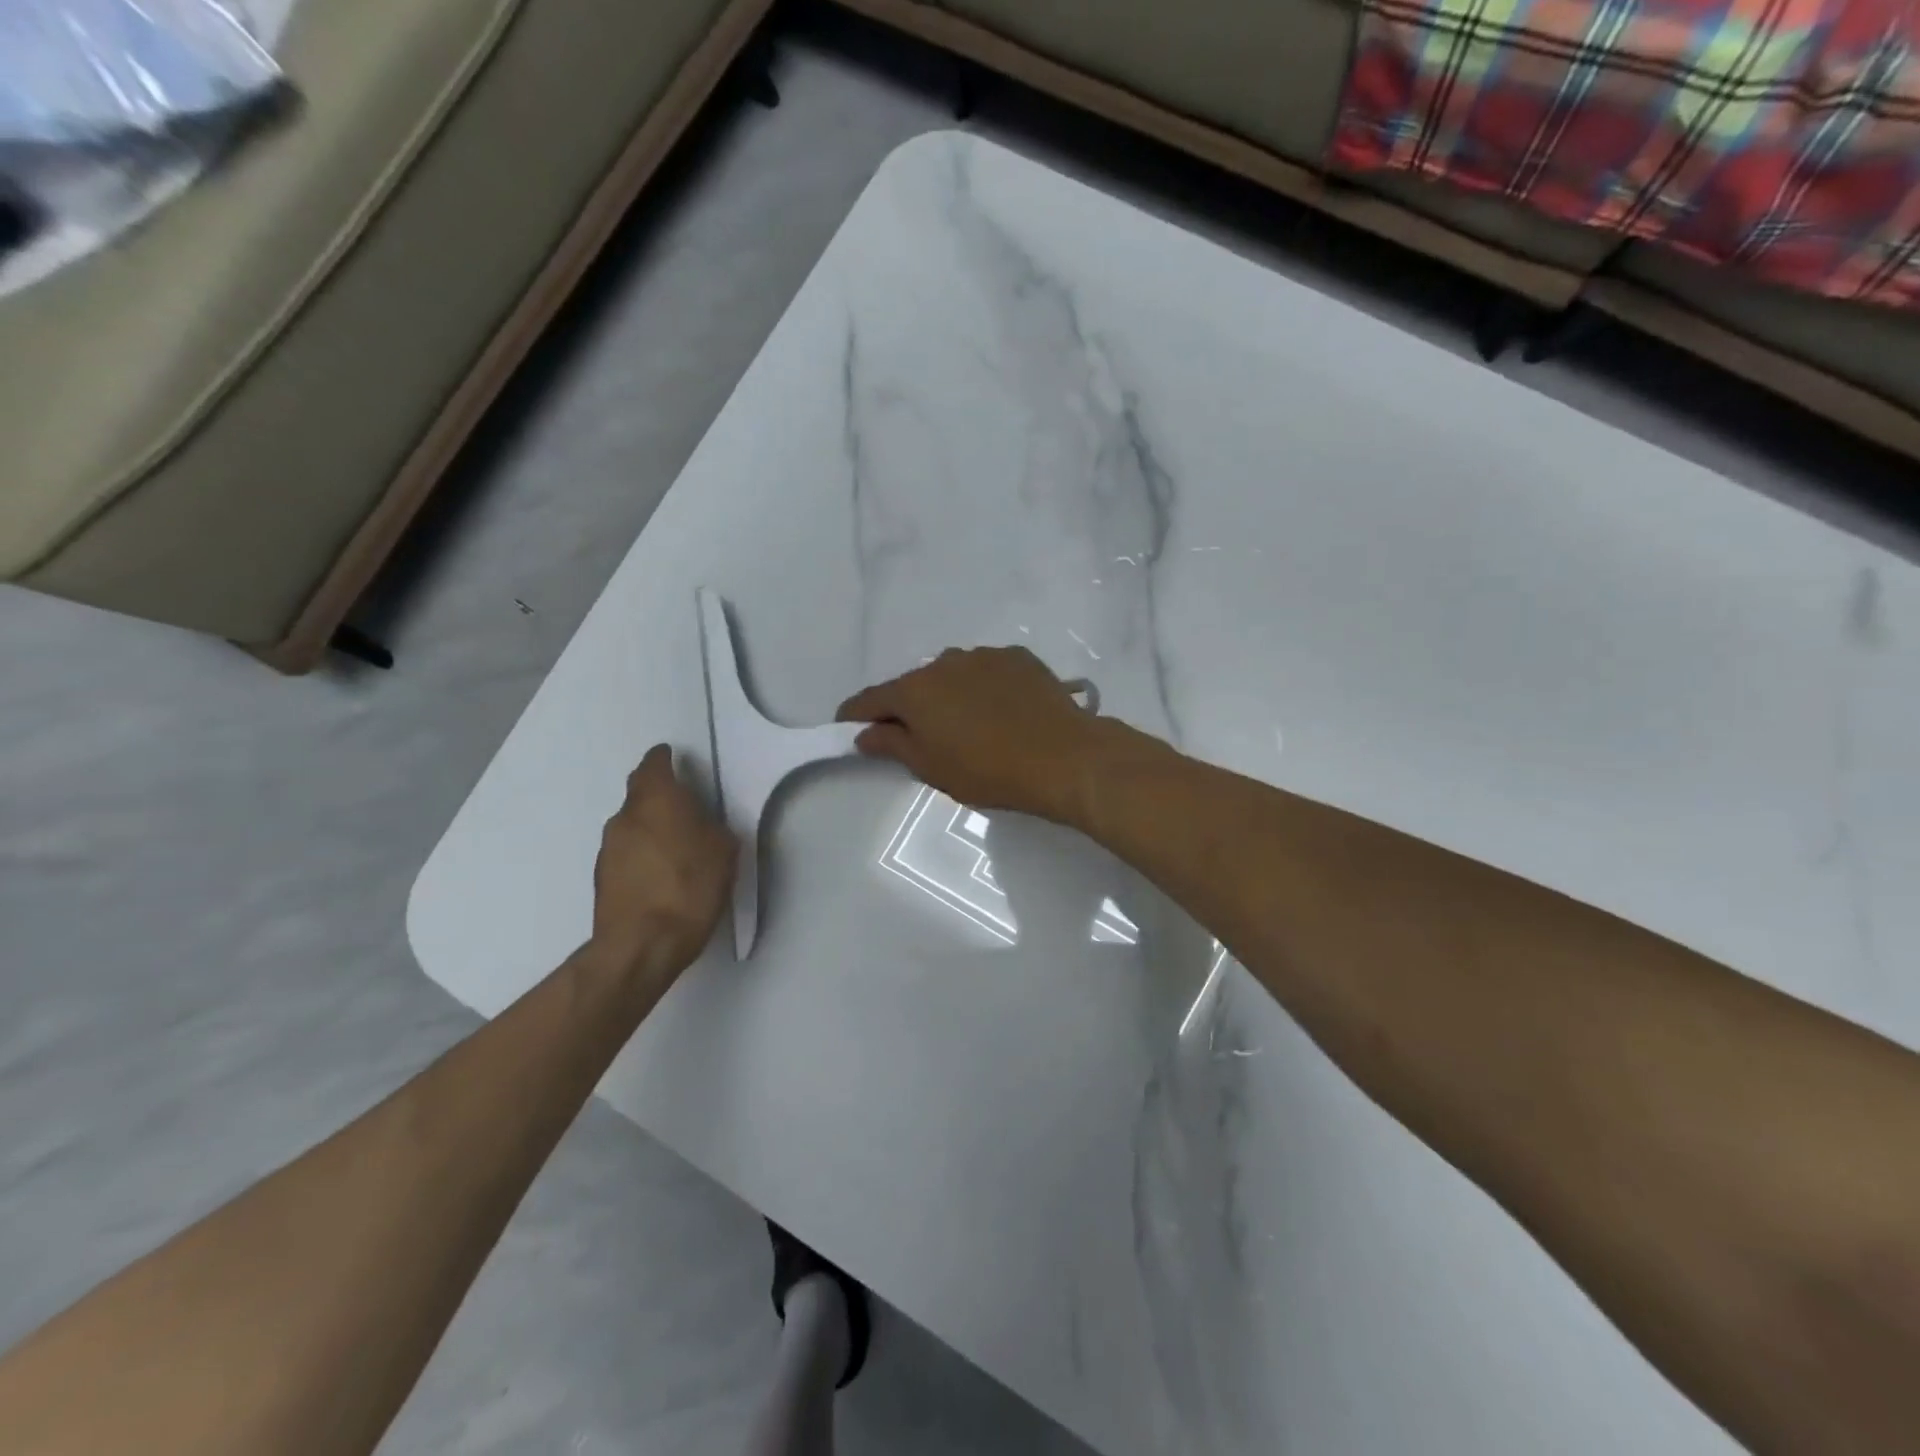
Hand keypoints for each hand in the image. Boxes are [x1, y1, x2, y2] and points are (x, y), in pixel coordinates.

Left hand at [590, 745, 737, 983]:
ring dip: (650, 826)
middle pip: (640, 792)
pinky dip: (642, 853)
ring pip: (632, 823)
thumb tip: (702, 824)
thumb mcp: (724, 851)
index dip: (665, 759)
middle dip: (659, 793)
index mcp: (657, 799)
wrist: (641, 945)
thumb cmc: (690, 887)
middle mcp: (625, 815)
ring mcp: (608, 847)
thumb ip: (712, 827)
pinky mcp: (601, 876)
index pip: (654, 764)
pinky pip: (626, 851)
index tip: (675, 759)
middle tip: (684, 805)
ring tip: (676, 845)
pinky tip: (661, 873)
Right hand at [837, 647, 1104, 822]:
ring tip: (966, 724)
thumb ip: (892, 745)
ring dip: (947, 695)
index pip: (871, 699)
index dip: (855, 715)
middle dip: (907, 708)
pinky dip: (982, 688)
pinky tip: (1000, 711)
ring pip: (951, 675)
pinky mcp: (1017, 658)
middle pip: (913, 685)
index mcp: (915, 691)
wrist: (1062, 756)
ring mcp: (983, 656)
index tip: (848, 727)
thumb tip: (865, 733)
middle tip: (916, 736)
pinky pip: (986, 672)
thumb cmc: (988, 770)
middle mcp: (944, 662)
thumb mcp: (931, 767)